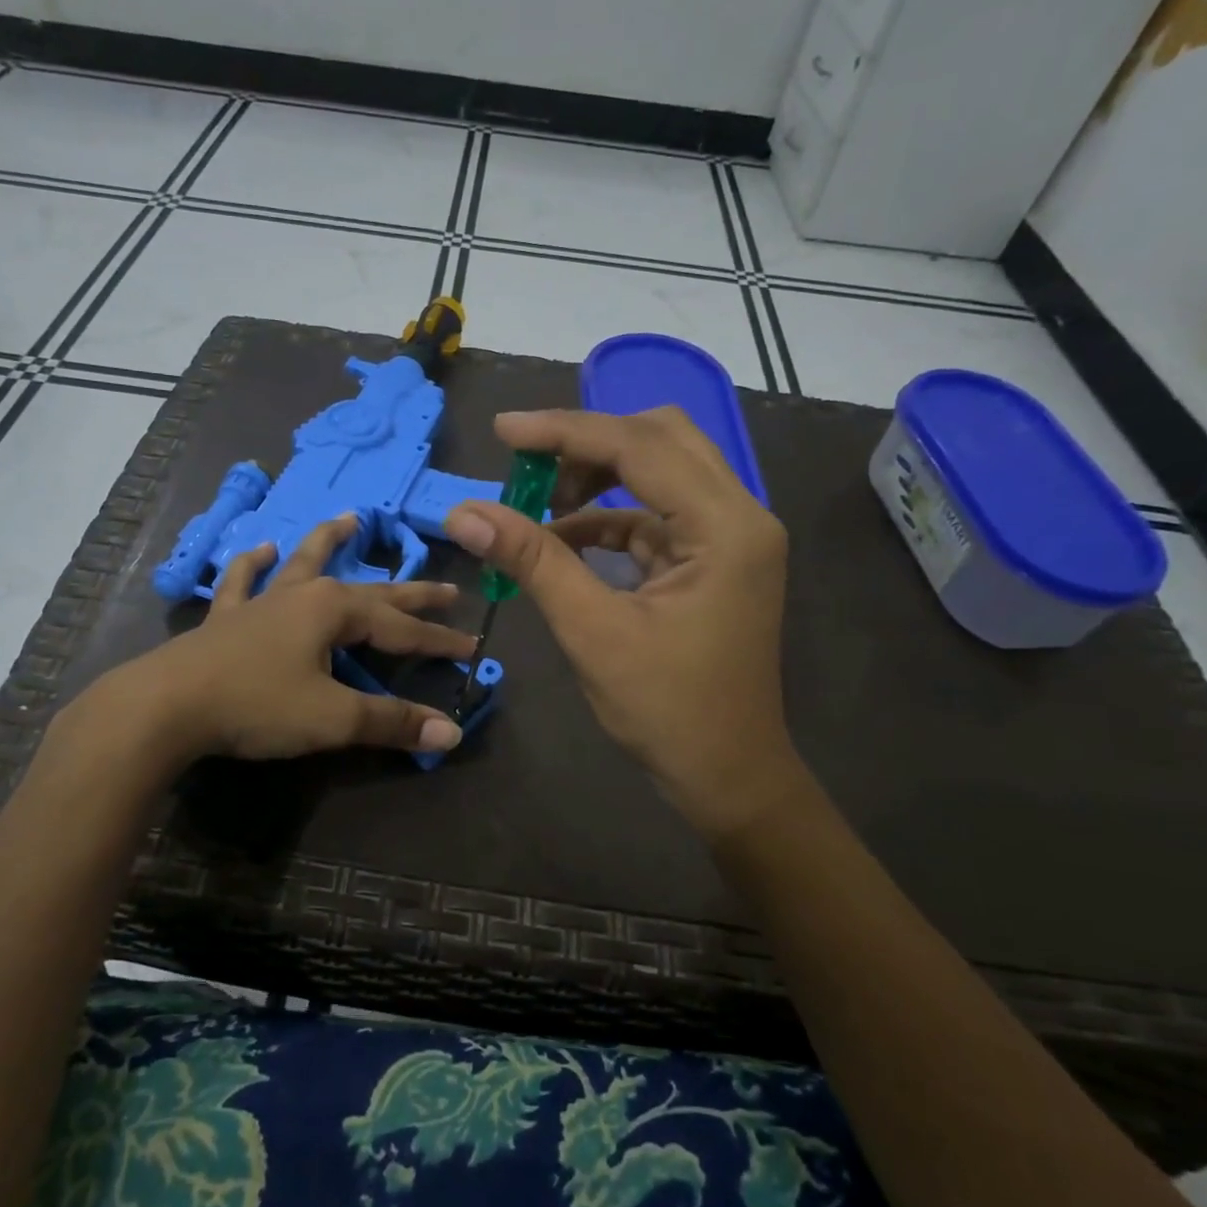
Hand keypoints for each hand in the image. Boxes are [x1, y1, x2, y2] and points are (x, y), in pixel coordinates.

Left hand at [55, 513, 474, 770]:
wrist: (167, 705)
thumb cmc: (257, 705)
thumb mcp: (333, 718)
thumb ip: (392, 722)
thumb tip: (451, 733)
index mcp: (335, 610)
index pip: (403, 629)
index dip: (439, 642)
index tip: (472, 649)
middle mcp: (304, 594)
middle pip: (370, 591)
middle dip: (410, 593)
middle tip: (447, 588)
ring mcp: (262, 601)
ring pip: (305, 563)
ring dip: (330, 542)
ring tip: (350, 518)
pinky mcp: (228, 618)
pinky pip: (243, 582)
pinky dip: (252, 565)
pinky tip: (260, 550)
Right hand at [444, 408, 798, 836]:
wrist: (726, 774)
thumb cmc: (666, 710)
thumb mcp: (592, 631)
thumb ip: (533, 561)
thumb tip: (465, 514)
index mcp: (726, 526)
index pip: (639, 447)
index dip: (565, 432)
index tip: (503, 432)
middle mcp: (740, 515)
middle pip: (661, 439)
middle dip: (588, 444)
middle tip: (527, 465)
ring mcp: (731, 537)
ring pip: (661, 470)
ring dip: (598, 478)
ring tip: (539, 505)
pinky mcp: (714, 559)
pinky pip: (657, 514)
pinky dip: (609, 518)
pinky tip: (564, 539)